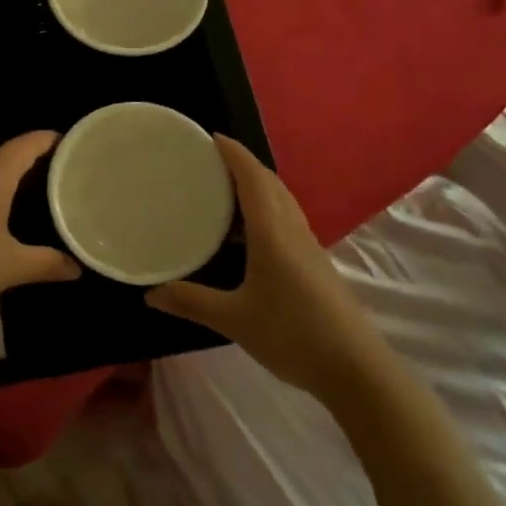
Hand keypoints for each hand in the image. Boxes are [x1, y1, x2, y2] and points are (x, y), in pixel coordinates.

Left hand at [0, 131, 78, 318]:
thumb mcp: (11, 266)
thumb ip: (48, 263)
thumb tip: (77, 268)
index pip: (27, 144)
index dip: (49, 141)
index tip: (71, 145)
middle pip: (6, 153)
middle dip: (32, 159)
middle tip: (59, 175)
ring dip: (7, 175)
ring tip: (32, 191)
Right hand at [146, 136, 380, 394]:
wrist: (355, 369)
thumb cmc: (292, 334)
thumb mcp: (234, 319)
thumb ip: (191, 302)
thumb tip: (150, 294)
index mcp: (272, 232)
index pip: (252, 178)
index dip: (233, 153)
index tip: (210, 136)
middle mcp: (292, 229)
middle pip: (270, 182)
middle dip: (243, 163)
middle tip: (210, 160)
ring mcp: (308, 246)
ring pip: (281, 200)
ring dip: (256, 185)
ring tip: (224, 188)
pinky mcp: (315, 263)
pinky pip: (286, 219)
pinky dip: (265, 208)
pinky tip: (248, 232)